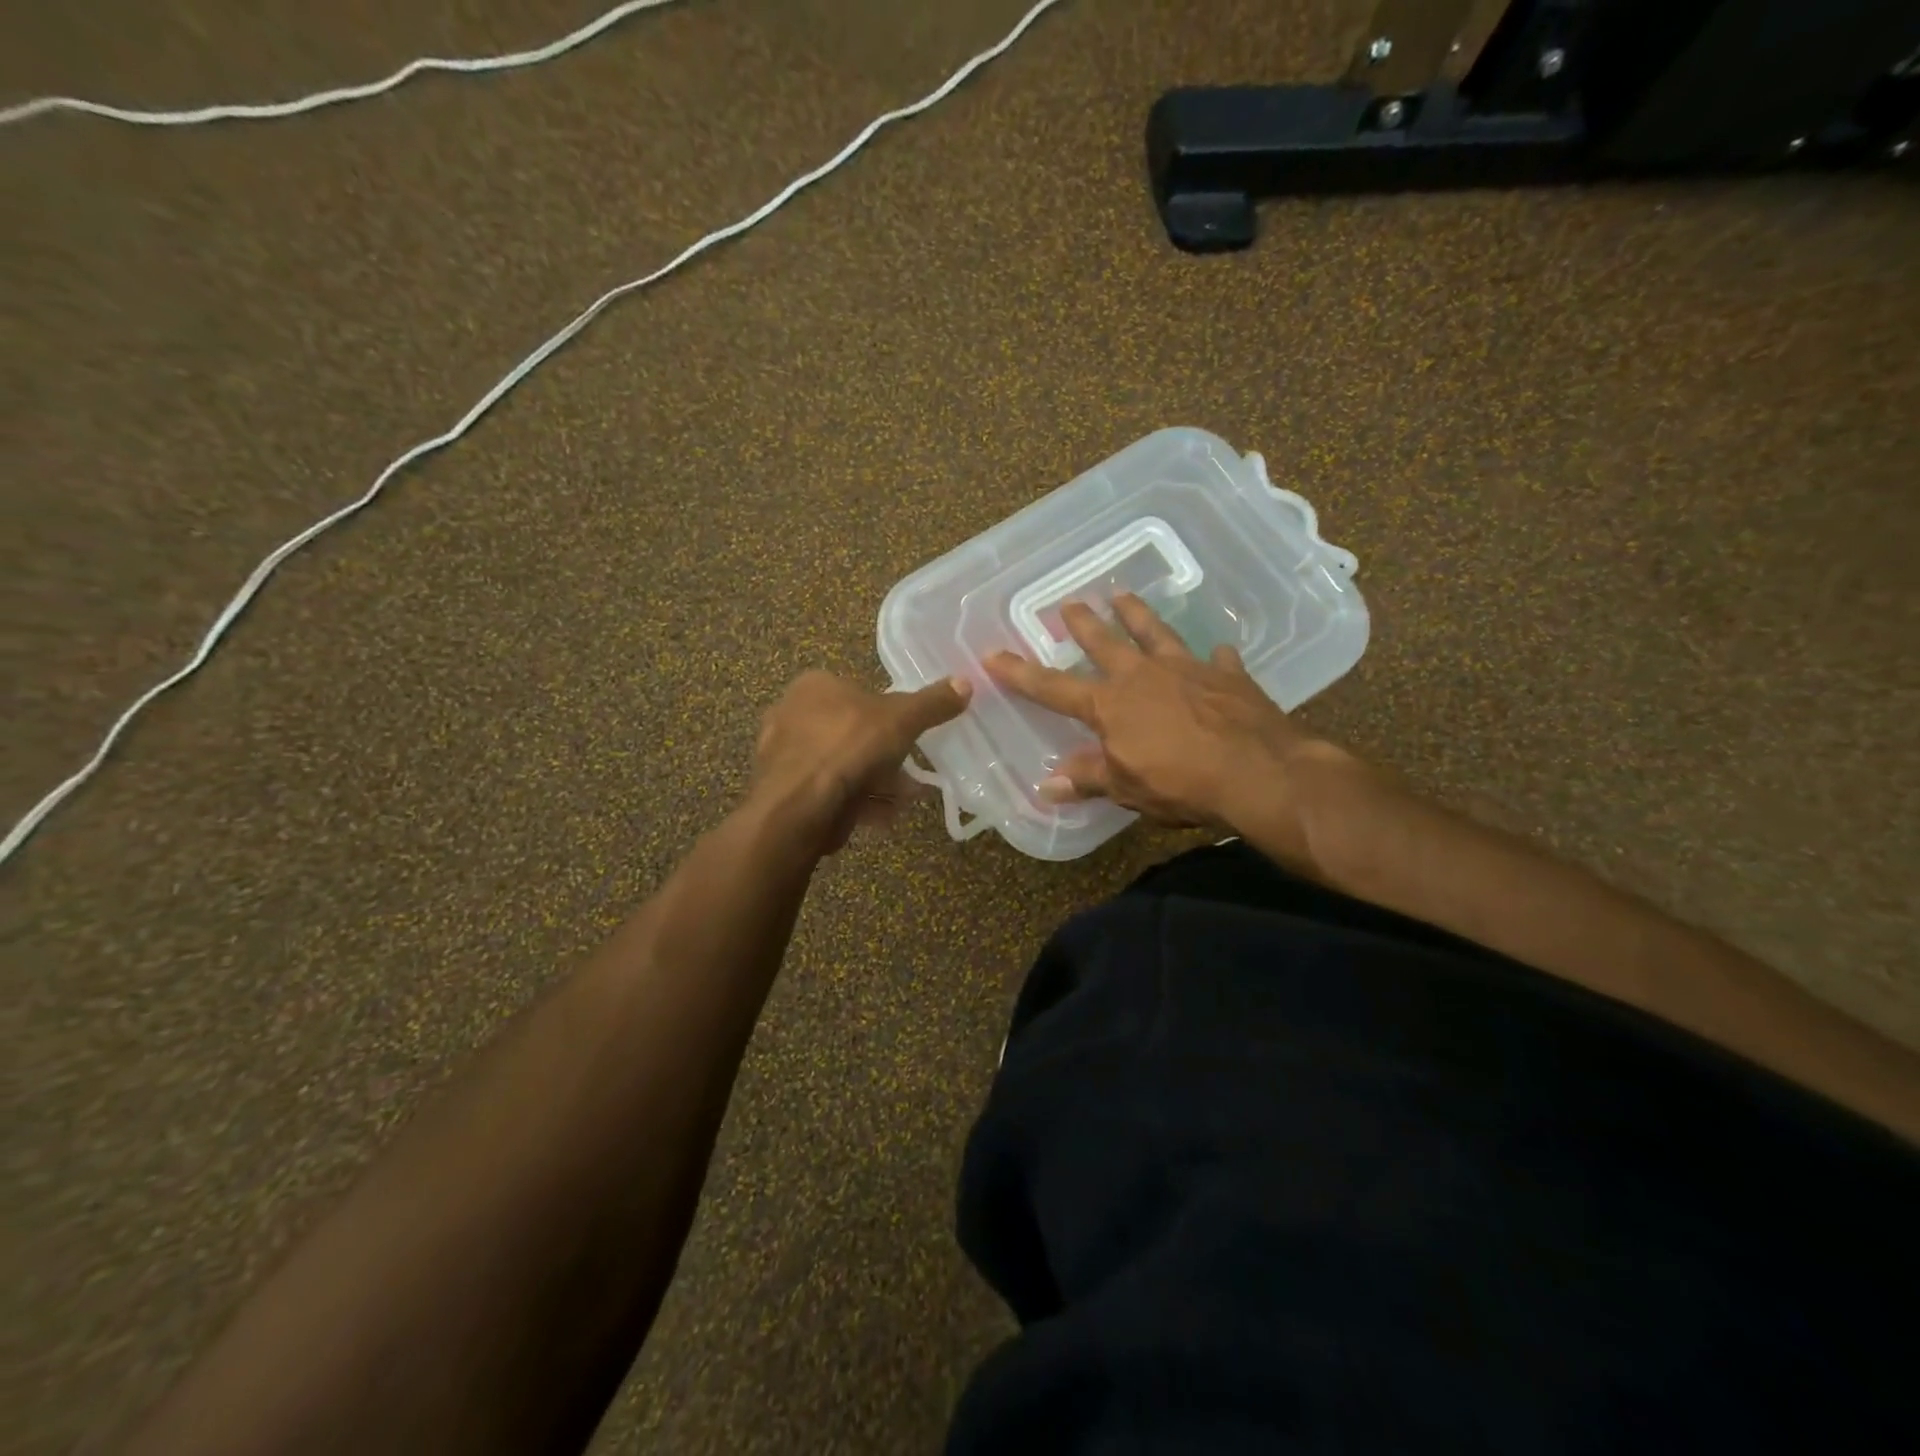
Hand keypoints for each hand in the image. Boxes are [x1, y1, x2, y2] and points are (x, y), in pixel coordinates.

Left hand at [750, 671, 972, 854]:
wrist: (799, 807)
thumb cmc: (849, 746)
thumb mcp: (902, 719)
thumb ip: (933, 703)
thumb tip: (966, 683)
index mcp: (813, 686)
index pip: (856, 691)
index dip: (887, 714)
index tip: (909, 736)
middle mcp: (792, 715)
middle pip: (851, 732)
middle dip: (884, 756)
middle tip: (910, 774)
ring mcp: (785, 756)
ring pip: (842, 766)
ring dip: (875, 783)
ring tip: (902, 800)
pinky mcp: (785, 793)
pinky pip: (829, 793)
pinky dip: (855, 802)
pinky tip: (880, 816)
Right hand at [983, 594, 1349, 840]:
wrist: (1258, 772)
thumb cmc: (1181, 784)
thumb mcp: (1126, 788)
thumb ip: (1087, 779)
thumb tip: (1046, 786)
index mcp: (1111, 704)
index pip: (1053, 688)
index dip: (1021, 674)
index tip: (993, 654)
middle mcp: (1143, 676)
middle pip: (1105, 643)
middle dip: (1083, 624)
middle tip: (1070, 603)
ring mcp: (1187, 669)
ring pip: (1155, 633)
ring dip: (1137, 614)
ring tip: (1123, 594)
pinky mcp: (1228, 676)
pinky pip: (1217, 660)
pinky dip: (1214, 656)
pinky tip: (1217, 650)